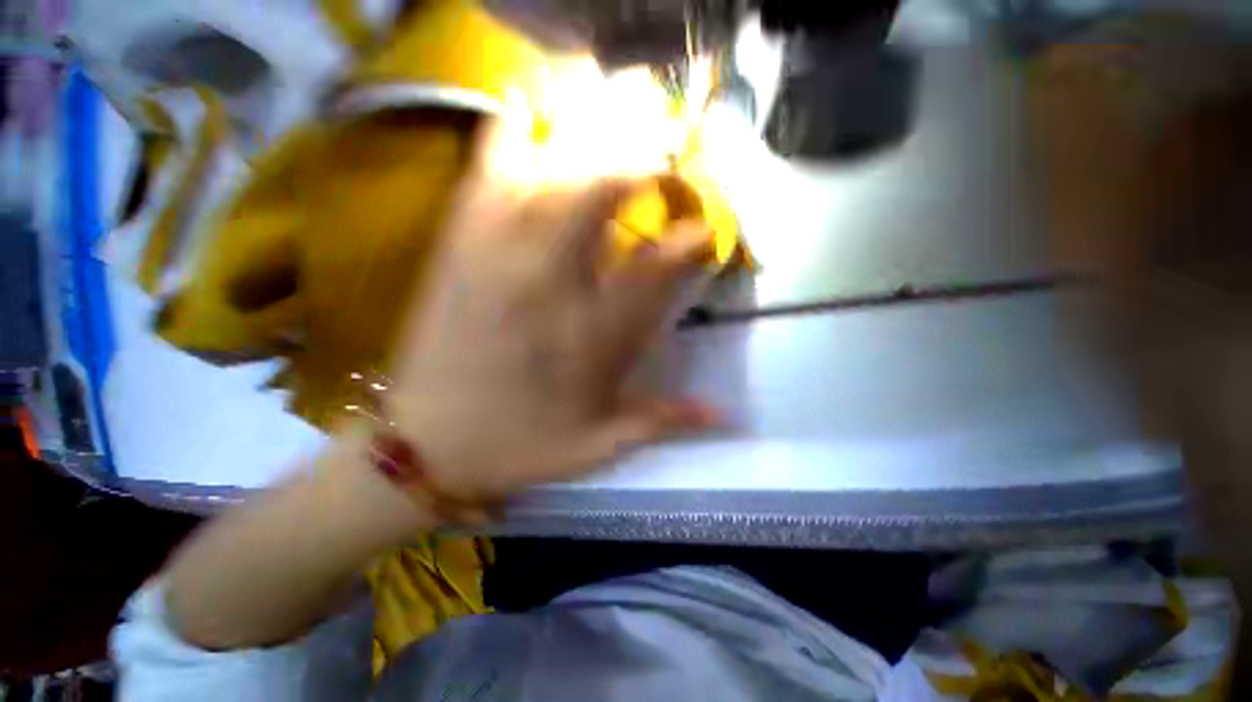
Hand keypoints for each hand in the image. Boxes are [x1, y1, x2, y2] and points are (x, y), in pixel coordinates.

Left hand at [384, 118, 720, 500]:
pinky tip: (522, 101)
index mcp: (588, 337)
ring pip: (543, 172)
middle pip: (596, 196)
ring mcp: (496, 258)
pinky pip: (485, 176)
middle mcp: (548, 286)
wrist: (424, 445)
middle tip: (664, 139)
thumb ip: (662, 422)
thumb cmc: (518, 446)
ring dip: (579, 126)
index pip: (654, 271)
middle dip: (635, 157)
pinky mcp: (458, 248)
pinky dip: (507, 132)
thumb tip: (724, 416)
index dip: (687, 240)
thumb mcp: (597, 446)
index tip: (704, 228)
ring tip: (605, 88)